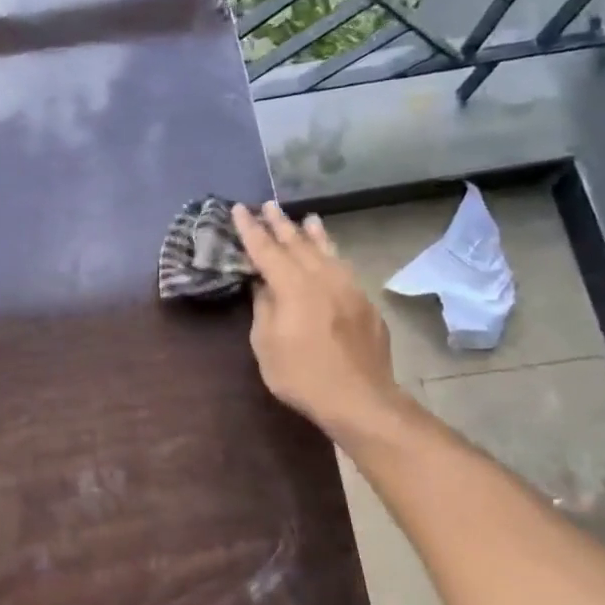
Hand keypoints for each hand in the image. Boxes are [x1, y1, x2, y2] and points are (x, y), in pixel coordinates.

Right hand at [232, 202, 408, 437]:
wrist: (359, 398)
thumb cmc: (302, 375)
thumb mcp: (266, 344)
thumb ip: (264, 308)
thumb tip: (263, 286)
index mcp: (293, 287)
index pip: (267, 250)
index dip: (251, 230)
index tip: (239, 209)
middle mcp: (323, 278)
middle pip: (298, 244)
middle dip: (280, 224)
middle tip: (268, 206)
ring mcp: (348, 288)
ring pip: (327, 252)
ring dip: (312, 234)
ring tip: (306, 218)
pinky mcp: (365, 303)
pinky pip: (343, 267)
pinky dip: (331, 253)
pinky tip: (330, 254)